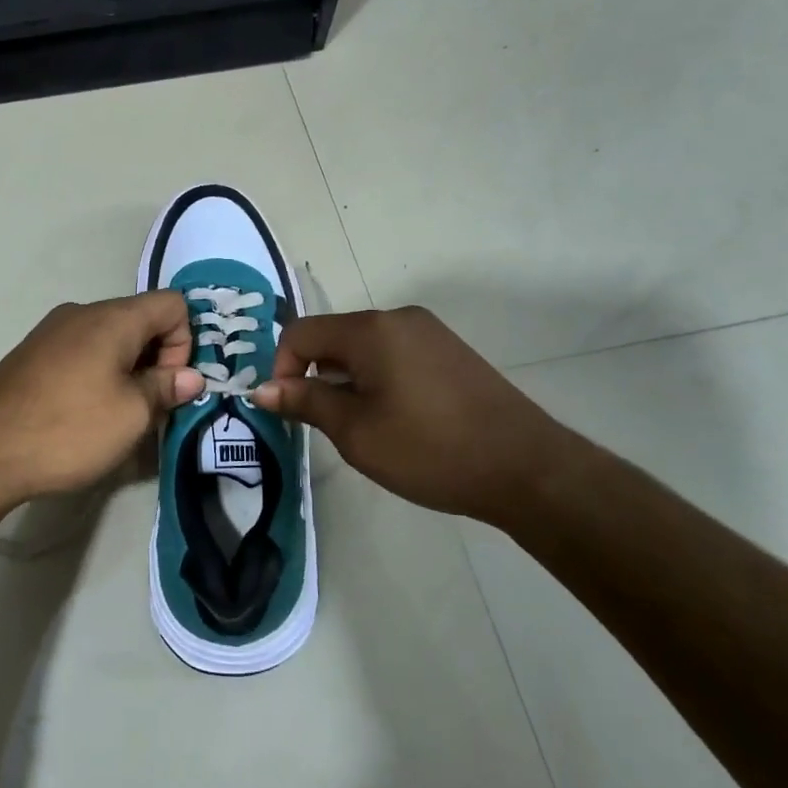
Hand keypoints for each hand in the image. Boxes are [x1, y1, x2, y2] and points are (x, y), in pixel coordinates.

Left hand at [0, 291, 204, 511]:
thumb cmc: (67, 428)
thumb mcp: (131, 415)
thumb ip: (166, 388)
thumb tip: (191, 376)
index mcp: (112, 318)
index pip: (173, 304)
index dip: (185, 342)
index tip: (169, 385)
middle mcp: (82, 313)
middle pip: (141, 319)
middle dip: (157, 359)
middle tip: (150, 407)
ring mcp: (52, 331)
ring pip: (111, 338)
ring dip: (128, 370)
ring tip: (118, 416)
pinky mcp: (32, 354)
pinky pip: (82, 351)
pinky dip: (98, 374)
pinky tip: (84, 414)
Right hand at [253, 306, 578, 524]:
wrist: (526, 468)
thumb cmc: (430, 449)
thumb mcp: (356, 431)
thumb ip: (306, 402)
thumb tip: (262, 388)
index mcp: (371, 329)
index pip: (301, 332)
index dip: (283, 368)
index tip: (290, 410)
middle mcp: (399, 318)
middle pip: (333, 337)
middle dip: (316, 376)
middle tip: (327, 424)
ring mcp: (429, 332)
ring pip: (364, 348)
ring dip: (347, 380)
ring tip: (364, 427)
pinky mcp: (450, 351)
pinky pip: (394, 354)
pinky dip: (378, 379)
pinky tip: (397, 418)